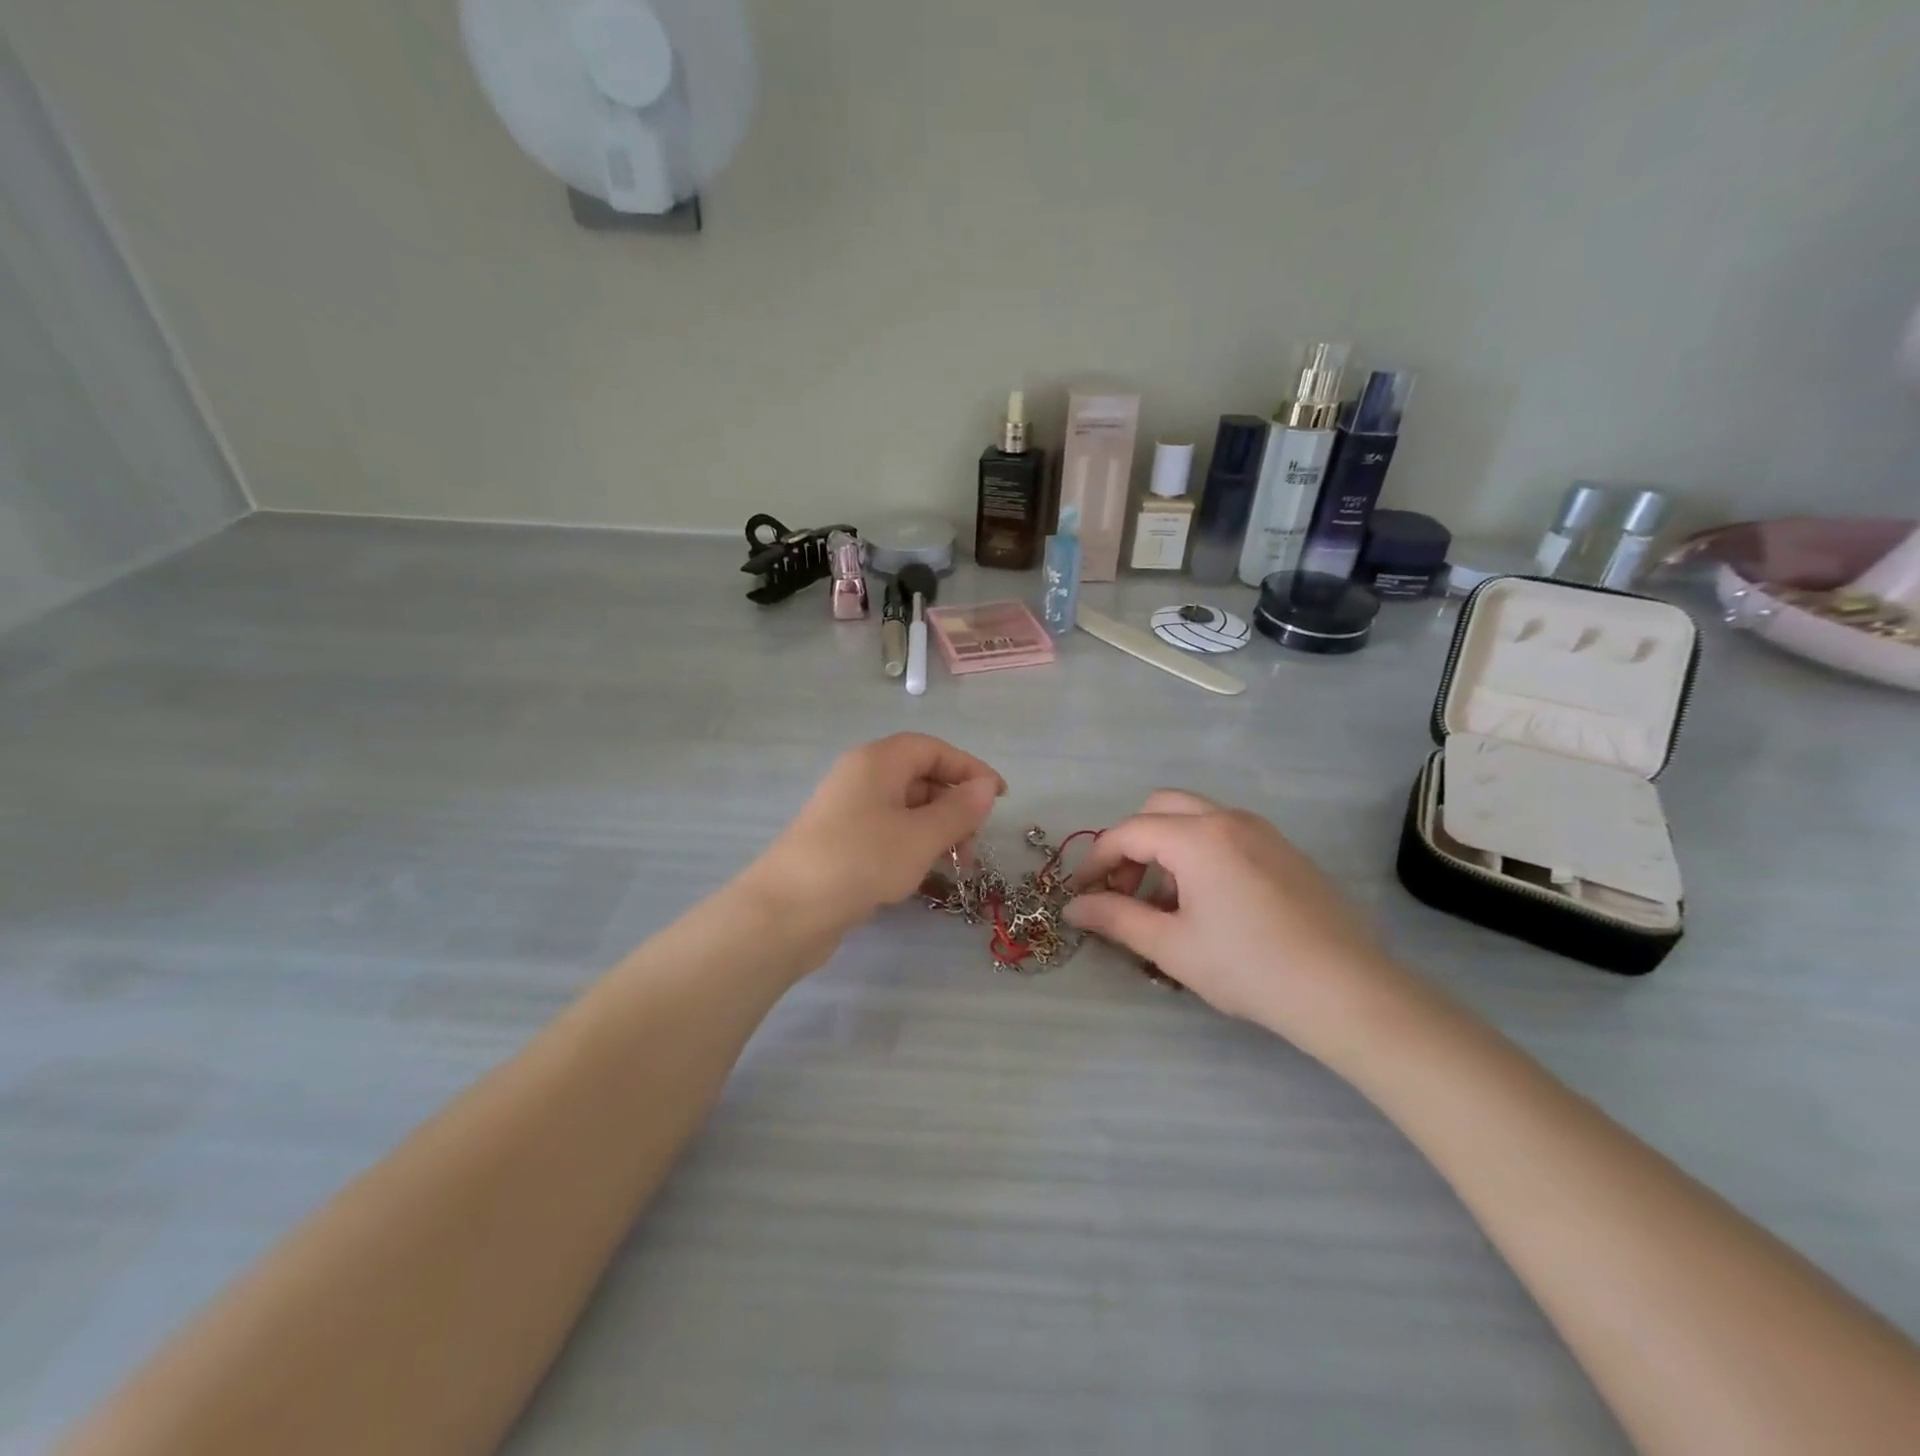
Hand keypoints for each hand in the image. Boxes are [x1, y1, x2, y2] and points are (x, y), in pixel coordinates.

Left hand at [747, 734, 1004, 936]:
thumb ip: (959, 810)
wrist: (787, 910)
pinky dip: (913, 845)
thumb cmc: (861, 861)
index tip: (1000, 798)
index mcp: (878, 761)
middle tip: (976, 840)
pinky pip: (888, 832)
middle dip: (954, 804)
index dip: (969, 769)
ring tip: (957, 865)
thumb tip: (987, 787)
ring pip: (905, 808)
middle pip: (919, 777)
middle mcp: (861, 777)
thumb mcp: (920, 836)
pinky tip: (924, 874)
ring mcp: (848, 811)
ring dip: (937, 830)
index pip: (933, 749)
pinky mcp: (841, 842)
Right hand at [1065, 791, 1419, 1065]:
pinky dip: (1199, 854)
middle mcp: (1228, 819)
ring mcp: (1262, 831)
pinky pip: (1226, 834)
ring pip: (1195, 819)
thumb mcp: (1172, 947)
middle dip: (1132, 844)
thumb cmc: (1249, 968)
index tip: (1081, 894)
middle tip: (1126, 890)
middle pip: (1160, 809)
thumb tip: (1073, 907)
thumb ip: (1116, 919)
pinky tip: (1208, 906)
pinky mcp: (1284, 850)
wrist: (1346, 991)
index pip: (1128, 832)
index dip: (1096, 861)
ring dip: (1166, 849)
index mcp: (1198, 837)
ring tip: (1167, 906)